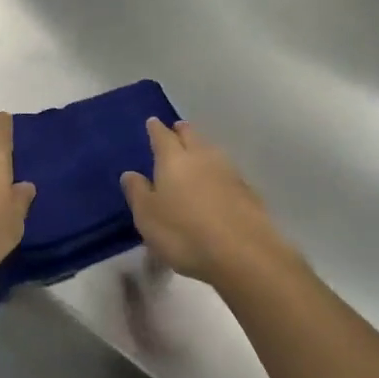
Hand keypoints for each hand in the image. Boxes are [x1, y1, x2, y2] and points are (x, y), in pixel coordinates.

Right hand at [121, 119, 293, 287]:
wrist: (243, 254)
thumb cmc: (184, 234)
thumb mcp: (147, 217)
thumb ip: (137, 192)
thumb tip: (130, 173)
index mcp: (173, 160)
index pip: (162, 136)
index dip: (156, 129)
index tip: (153, 122)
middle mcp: (202, 157)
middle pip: (191, 135)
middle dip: (182, 131)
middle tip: (176, 129)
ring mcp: (229, 172)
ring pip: (212, 151)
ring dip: (202, 148)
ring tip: (195, 153)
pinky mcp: (248, 192)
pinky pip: (227, 172)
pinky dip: (218, 172)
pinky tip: (217, 182)